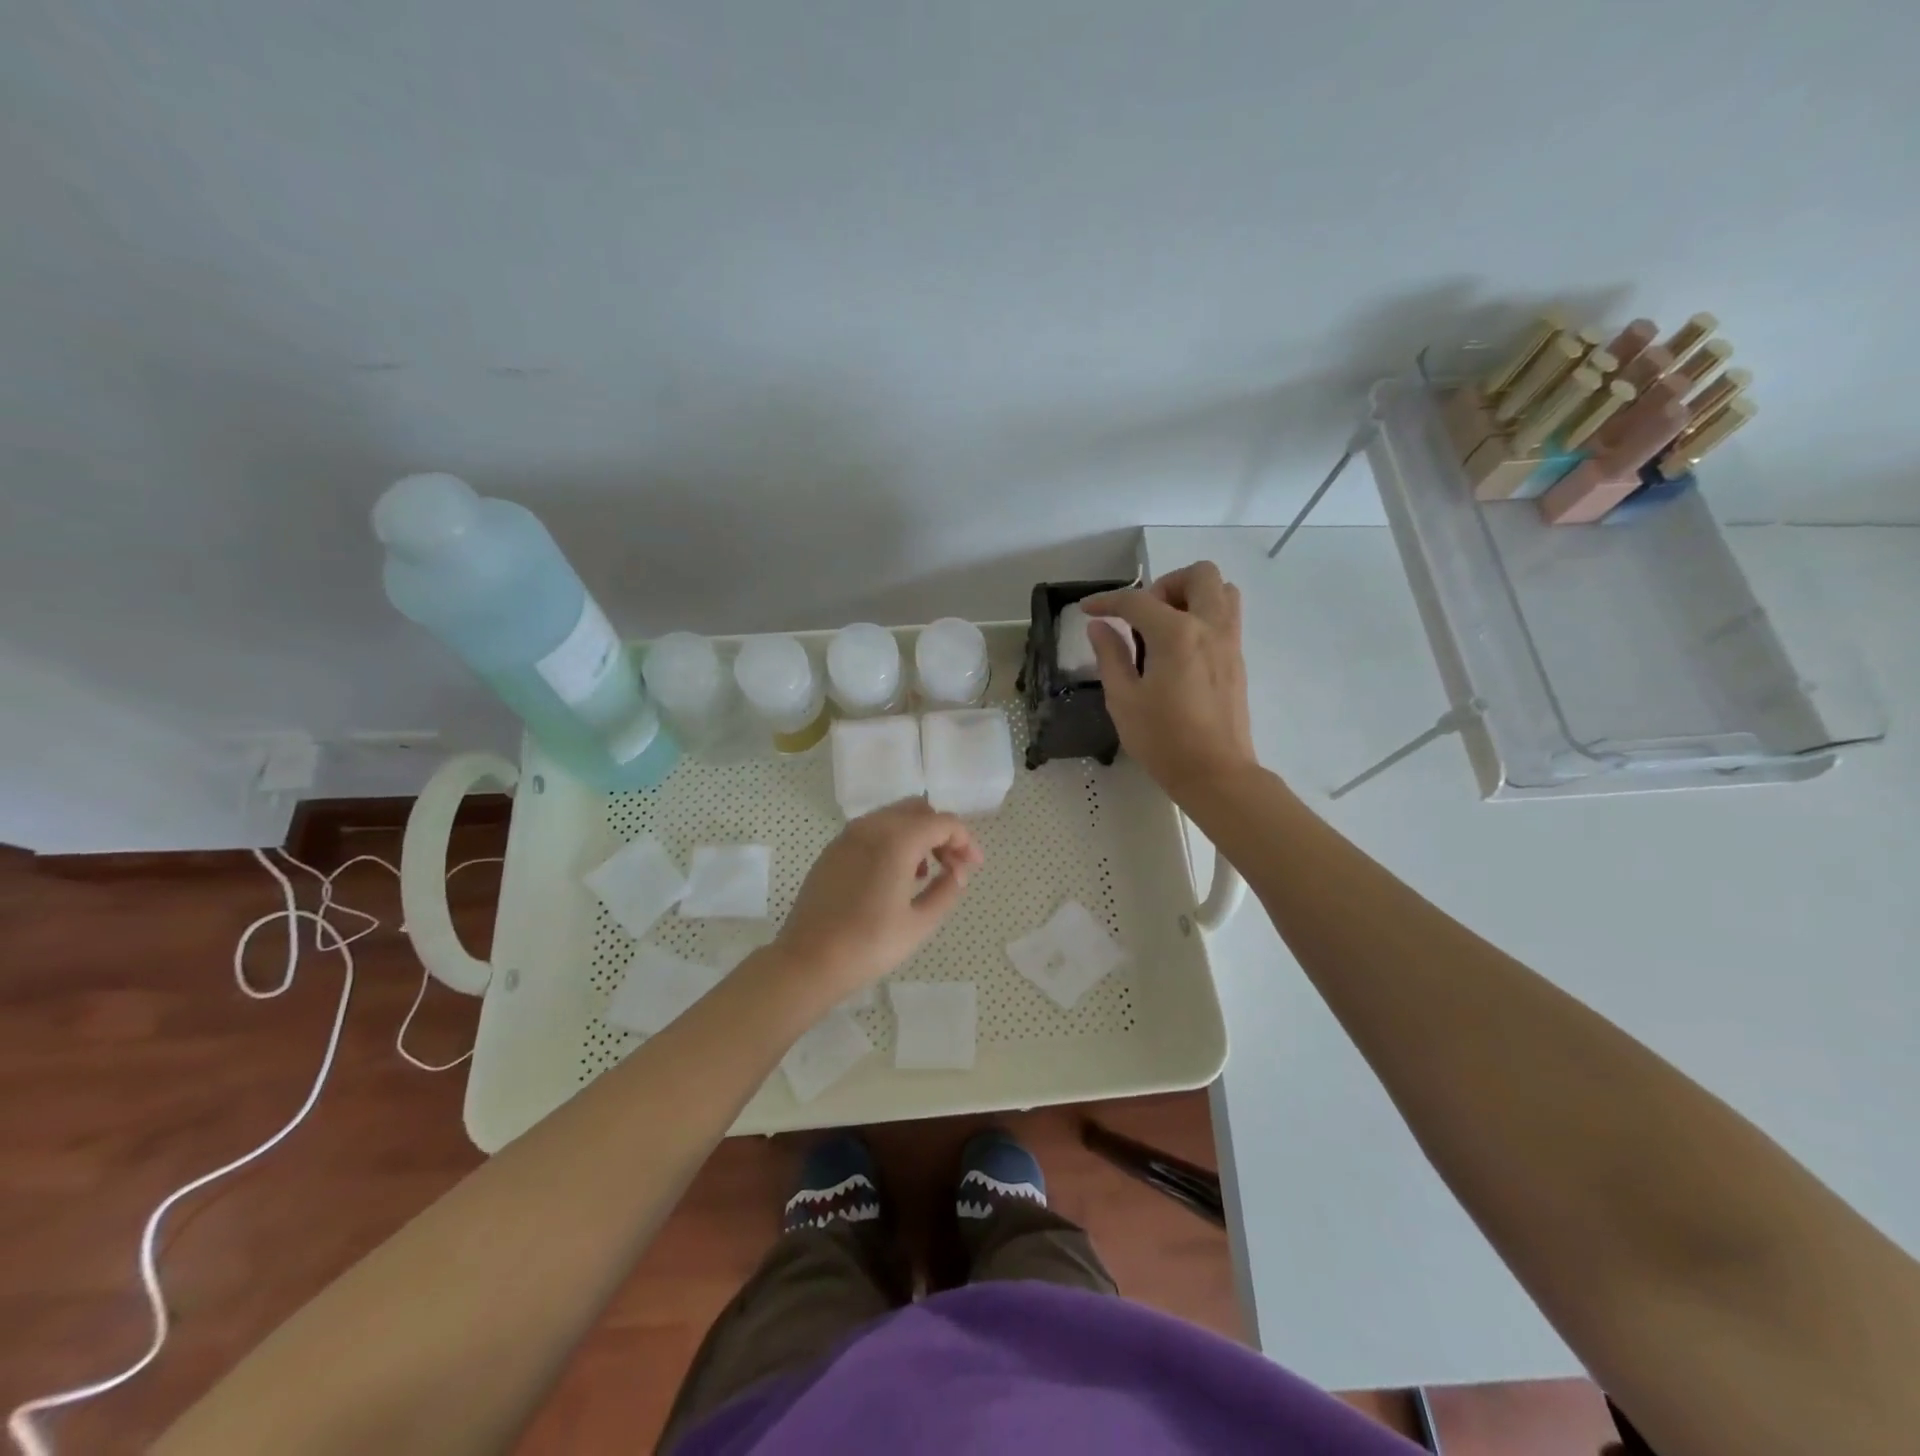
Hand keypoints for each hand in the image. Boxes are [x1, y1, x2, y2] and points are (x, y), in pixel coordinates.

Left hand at [773, 799, 983, 997]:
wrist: (808, 961)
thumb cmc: (869, 944)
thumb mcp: (920, 923)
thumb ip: (947, 890)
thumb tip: (957, 873)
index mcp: (897, 840)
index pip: (943, 822)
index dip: (965, 841)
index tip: (974, 867)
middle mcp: (872, 827)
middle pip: (918, 811)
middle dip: (942, 833)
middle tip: (953, 867)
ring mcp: (848, 836)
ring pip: (894, 817)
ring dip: (917, 836)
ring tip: (925, 875)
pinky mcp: (833, 850)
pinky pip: (872, 831)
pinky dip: (893, 841)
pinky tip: (895, 876)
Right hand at [1083, 562, 1258, 803]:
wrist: (1215, 773)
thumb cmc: (1163, 740)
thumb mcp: (1123, 700)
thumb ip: (1111, 656)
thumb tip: (1099, 627)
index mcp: (1176, 635)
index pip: (1137, 602)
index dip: (1107, 601)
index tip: (1088, 610)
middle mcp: (1209, 627)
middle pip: (1198, 575)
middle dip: (1165, 585)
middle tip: (1143, 617)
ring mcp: (1230, 642)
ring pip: (1222, 591)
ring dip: (1192, 595)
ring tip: (1165, 627)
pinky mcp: (1238, 660)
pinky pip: (1227, 617)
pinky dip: (1204, 616)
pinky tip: (1180, 650)